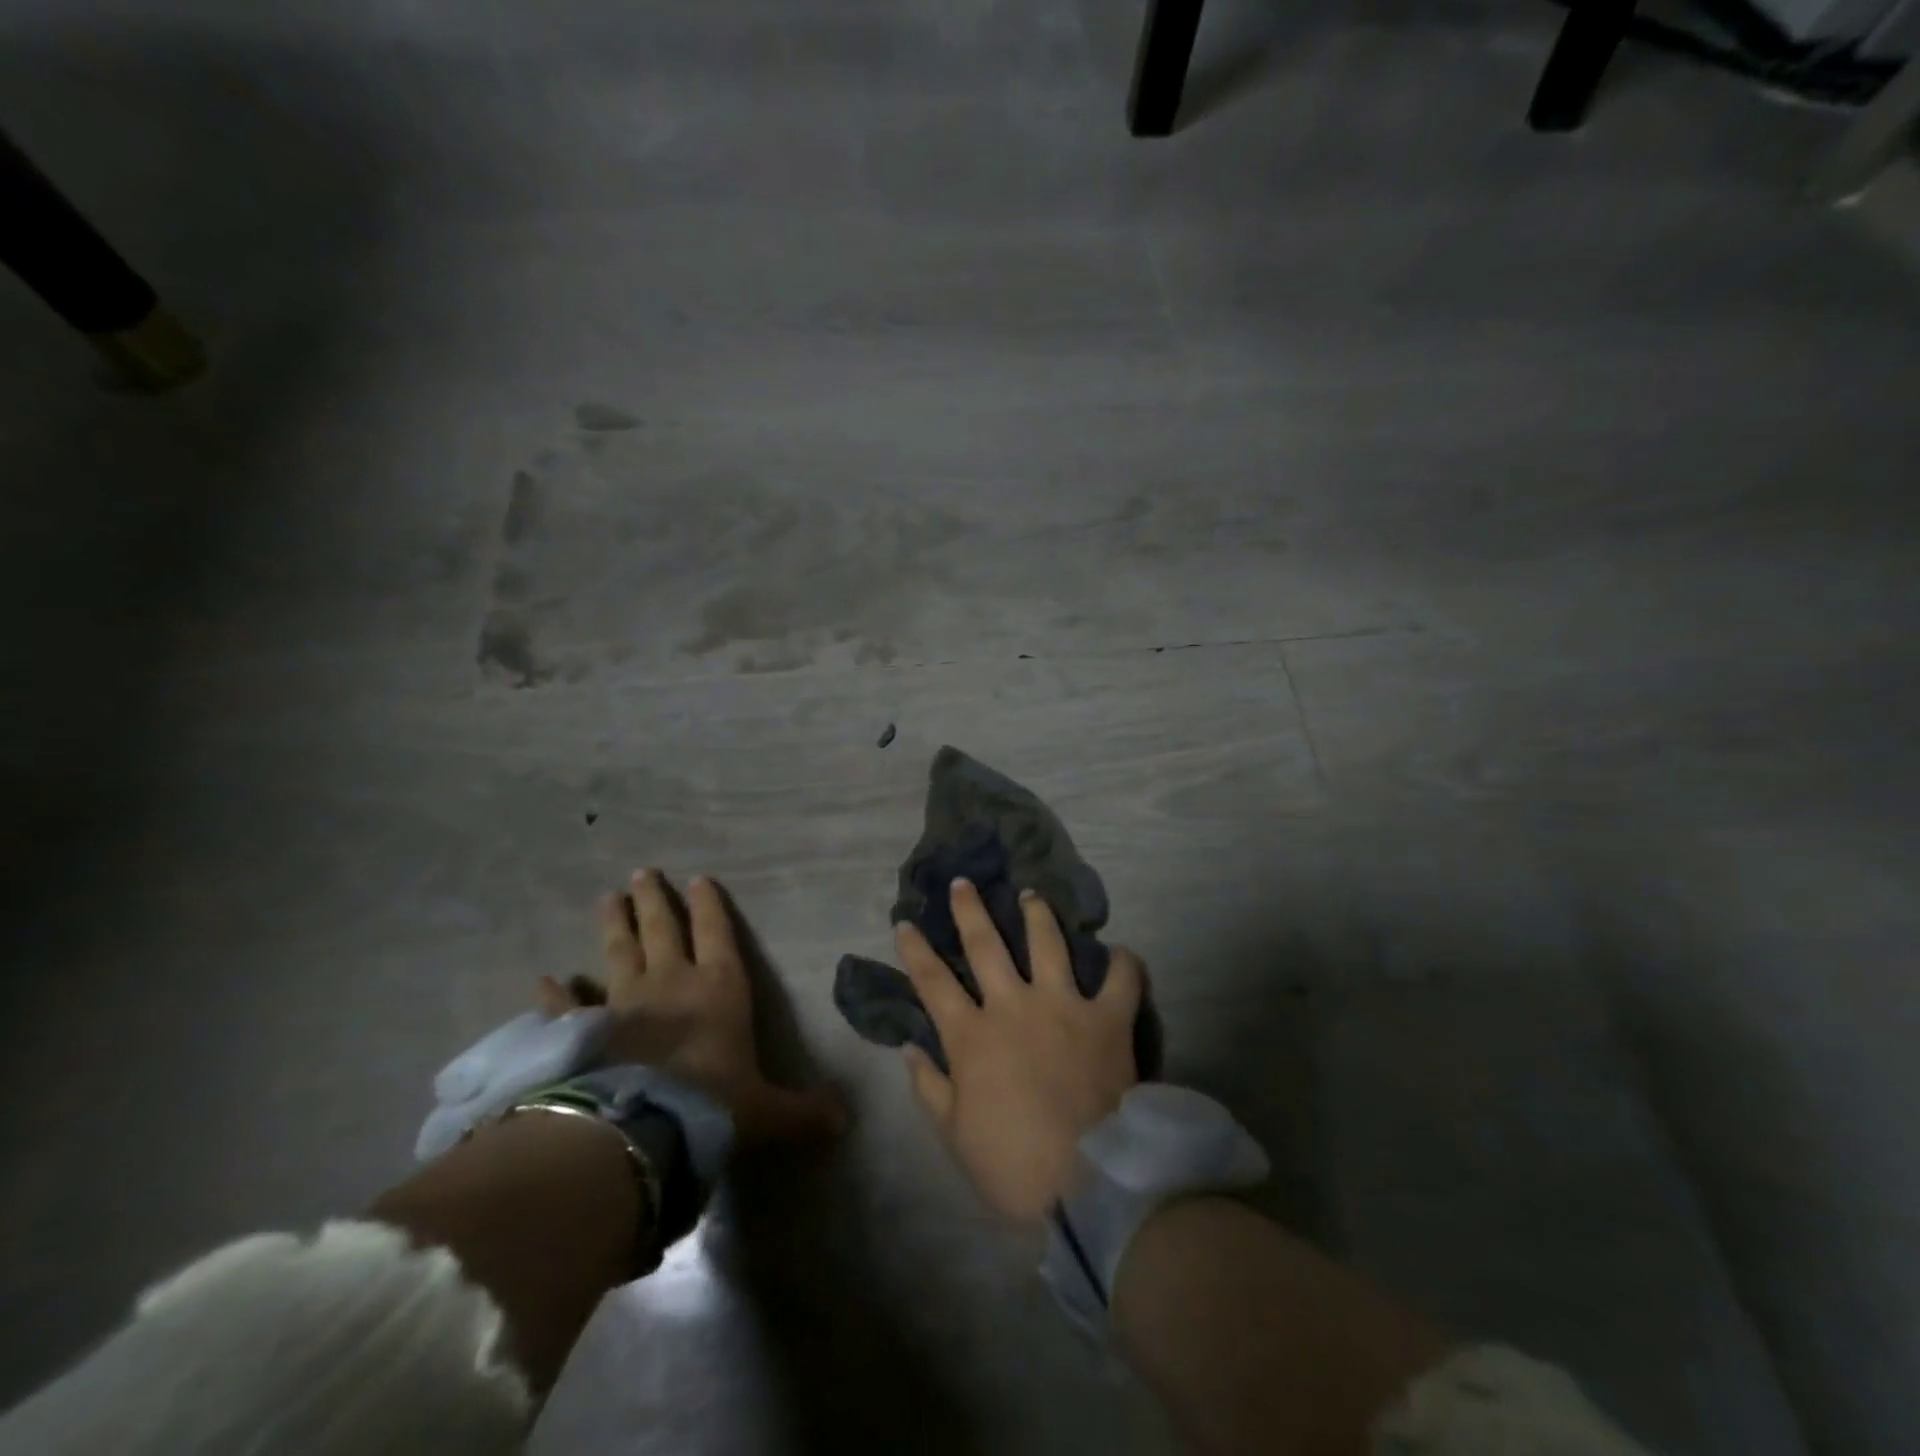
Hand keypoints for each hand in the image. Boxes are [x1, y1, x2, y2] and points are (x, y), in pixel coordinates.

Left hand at [538, 869, 845, 1144]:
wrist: (640, 1131)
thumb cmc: (713, 1106)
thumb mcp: (767, 1112)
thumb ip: (802, 1113)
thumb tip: (845, 1124)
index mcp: (718, 988)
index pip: (717, 933)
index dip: (709, 906)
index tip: (698, 878)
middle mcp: (671, 982)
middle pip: (662, 929)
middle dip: (654, 900)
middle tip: (641, 873)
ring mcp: (622, 1003)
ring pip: (618, 952)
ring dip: (614, 924)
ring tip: (608, 897)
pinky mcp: (583, 1031)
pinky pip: (566, 1007)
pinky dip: (554, 994)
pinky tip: (543, 980)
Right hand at [897, 878, 1144, 1220]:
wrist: (1087, 1184)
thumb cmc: (1012, 1165)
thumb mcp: (955, 1135)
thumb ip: (930, 1087)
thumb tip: (909, 1048)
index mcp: (972, 1036)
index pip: (933, 982)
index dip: (915, 950)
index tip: (904, 923)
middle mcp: (1014, 1006)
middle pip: (985, 946)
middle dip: (970, 911)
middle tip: (963, 883)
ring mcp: (1064, 1006)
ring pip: (1047, 944)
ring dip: (1037, 915)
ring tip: (1031, 894)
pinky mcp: (1108, 1018)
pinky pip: (1120, 980)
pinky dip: (1123, 963)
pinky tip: (1121, 952)